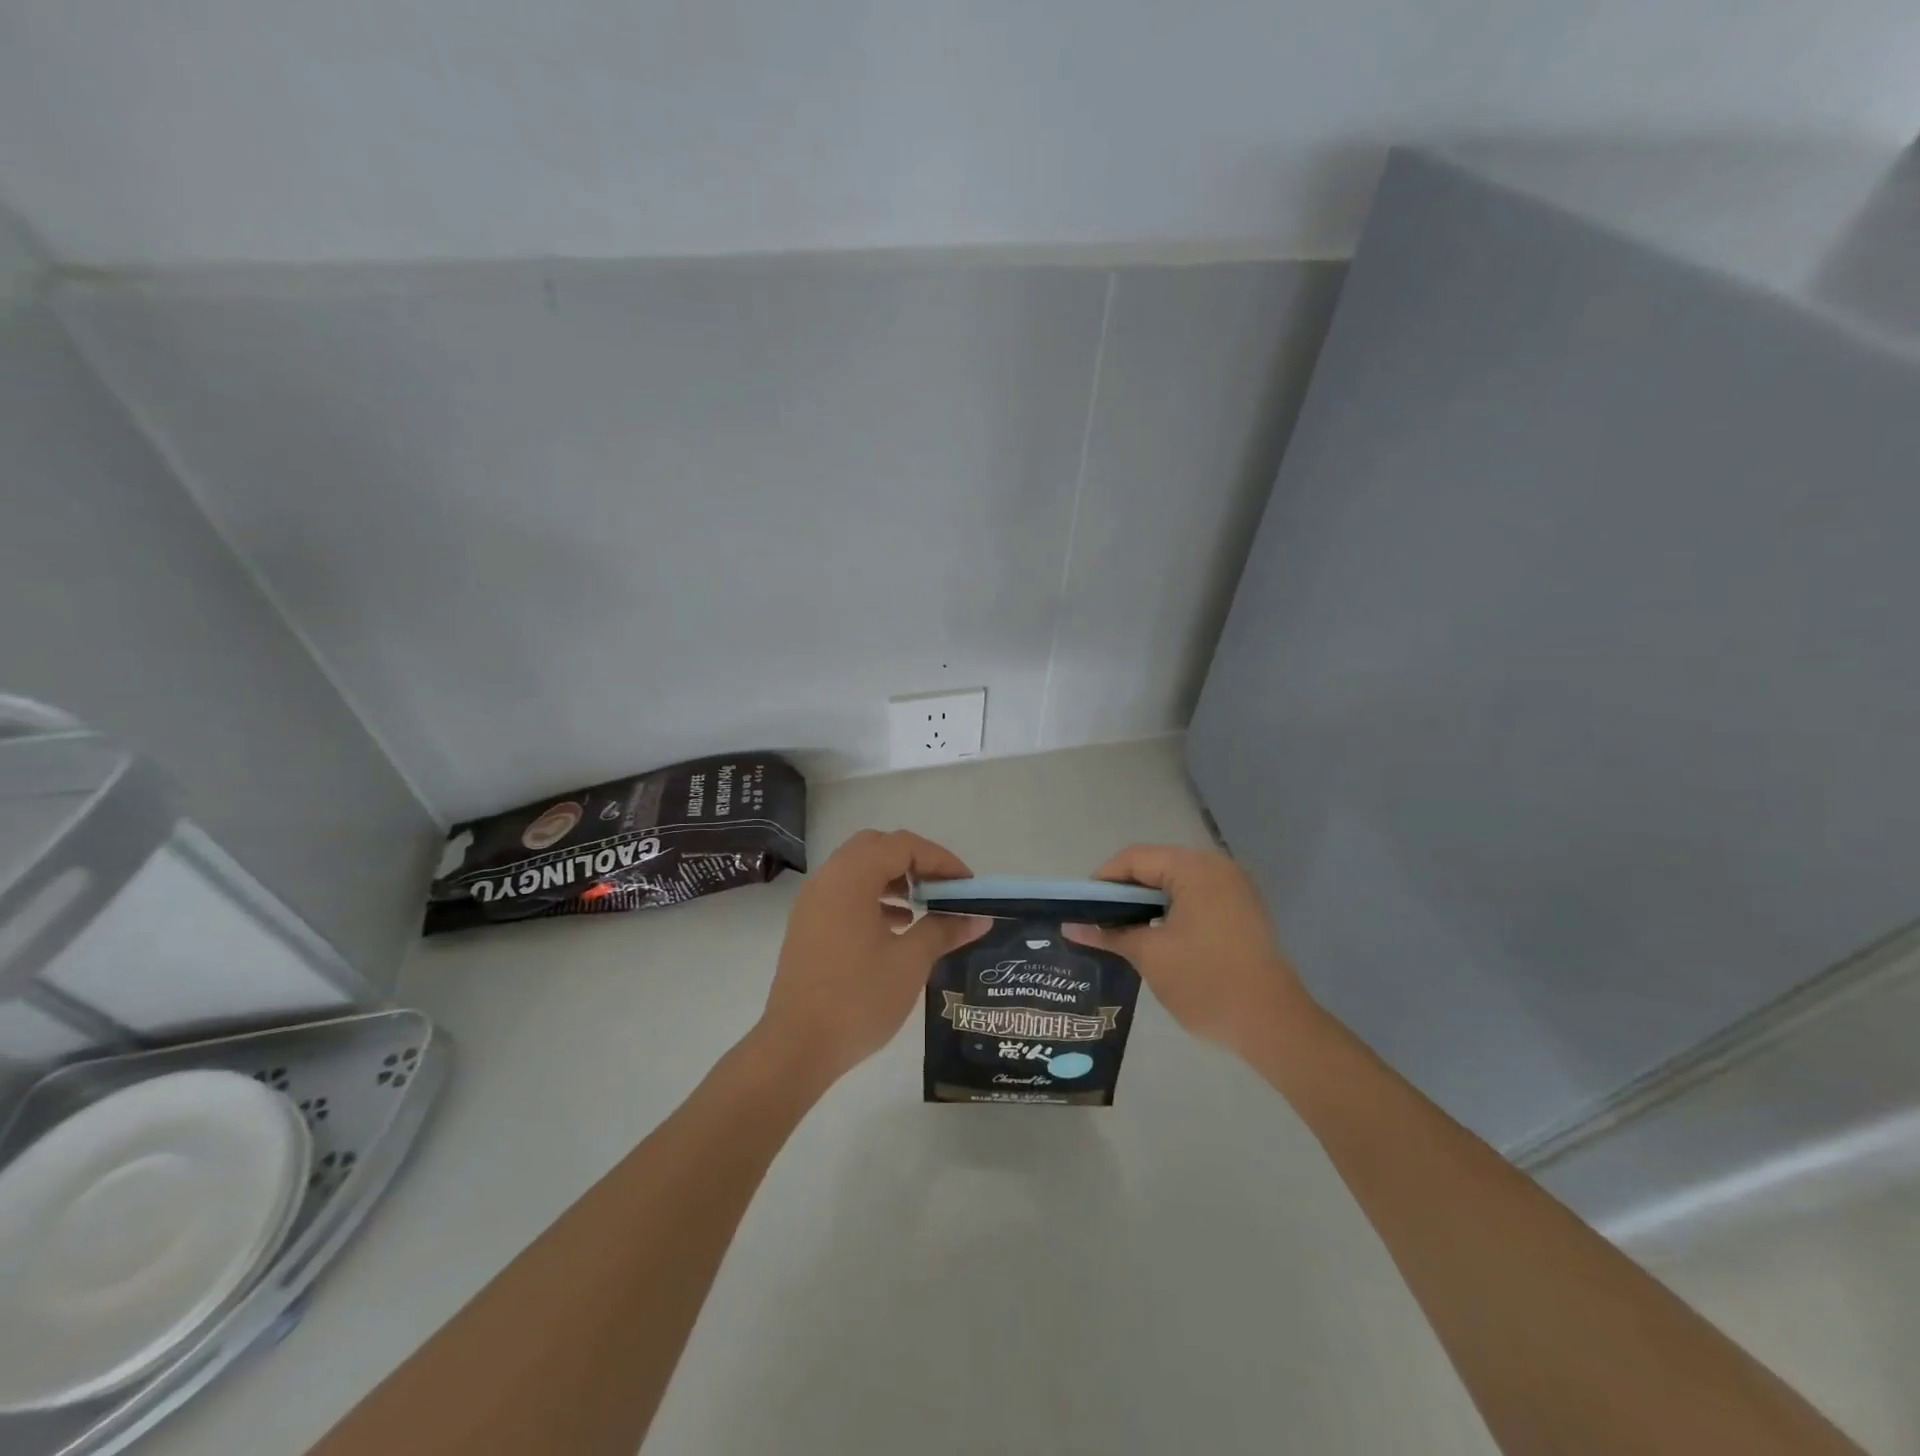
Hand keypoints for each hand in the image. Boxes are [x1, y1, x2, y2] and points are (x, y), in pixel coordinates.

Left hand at [756, 829, 986, 1085]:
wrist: (797, 1047)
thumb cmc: (858, 998)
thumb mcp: (910, 961)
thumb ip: (944, 929)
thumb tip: (979, 918)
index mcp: (851, 877)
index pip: (903, 846)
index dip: (941, 860)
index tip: (967, 886)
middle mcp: (828, 879)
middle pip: (877, 848)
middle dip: (915, 862)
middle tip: (943, 889)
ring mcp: (813, 902)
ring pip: (859, 870)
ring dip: (894, 879)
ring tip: (924, 908)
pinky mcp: (808, 926)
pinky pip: (845, 894)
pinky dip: (874, 898)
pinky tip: (896, 927)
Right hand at [1067, 845, 1313, 1062]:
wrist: (1274, 1025)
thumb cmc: (1206, 982)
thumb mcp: (1150, 956)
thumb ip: (1109, 934)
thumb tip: (1071, 927)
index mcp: (1195, 867)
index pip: (1135, 859)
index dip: (1102, 881)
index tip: (1081, 909)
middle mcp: (1216, 866)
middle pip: (1155, 866)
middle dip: (1123, 892)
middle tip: (1097, 921)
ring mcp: (1234, 888)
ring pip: (1174, 883)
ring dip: (1146, 903)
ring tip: (1120, 930)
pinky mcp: (1242, 910)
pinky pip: (1195, 897)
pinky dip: (1170, 911)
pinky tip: (1154, 936)